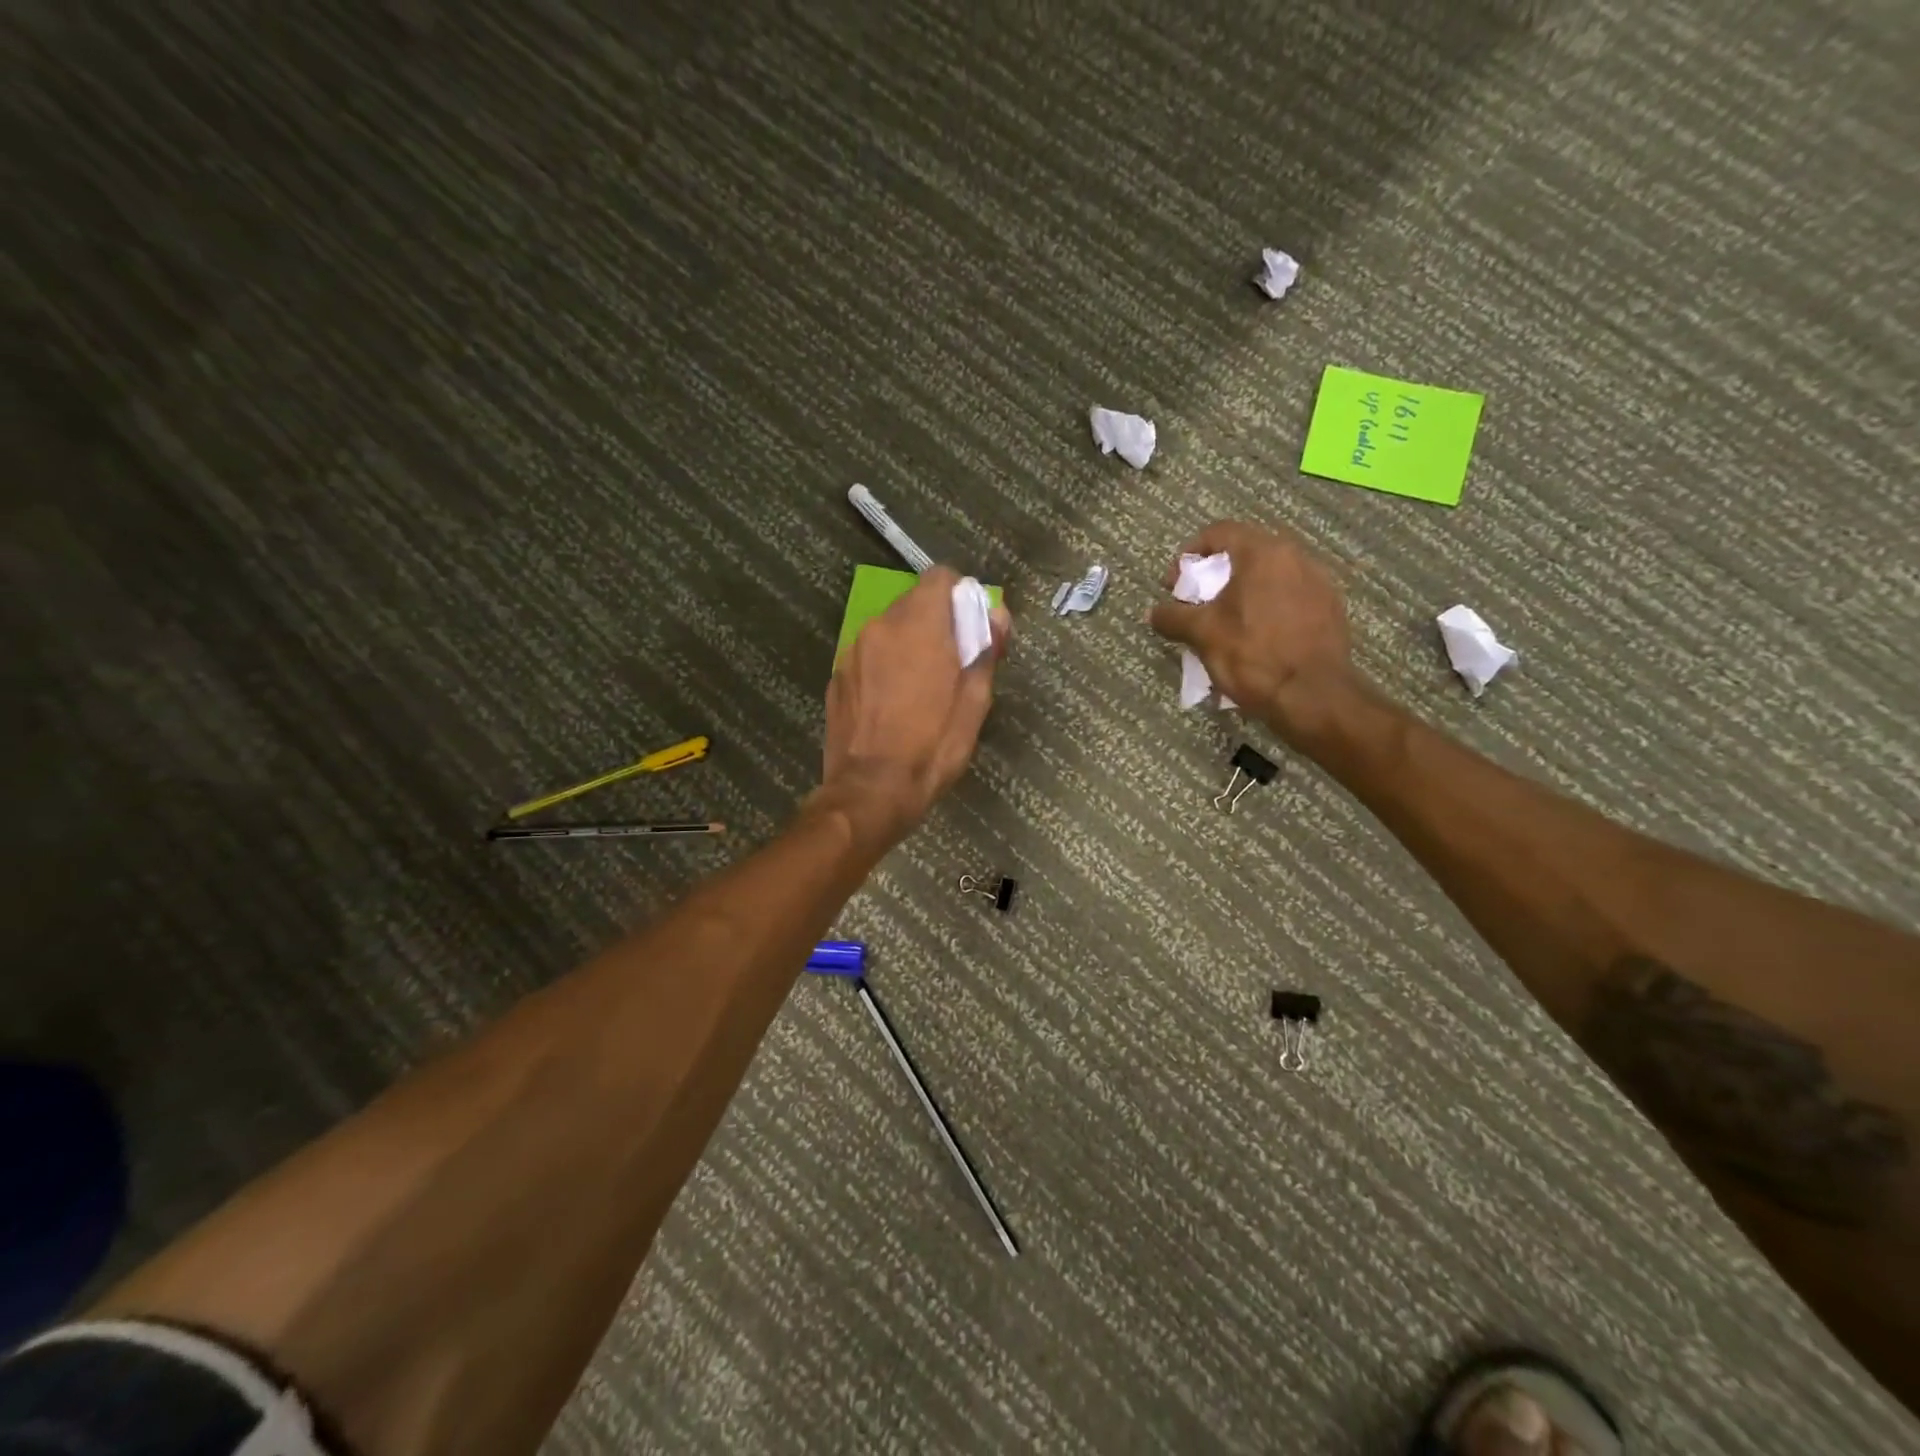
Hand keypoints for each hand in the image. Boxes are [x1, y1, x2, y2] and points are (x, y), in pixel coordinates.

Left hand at [820, 567, 1009, 847]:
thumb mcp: (974, 703)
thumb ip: (987, 650)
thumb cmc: (932, 747)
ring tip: (921, 690)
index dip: (960, 596)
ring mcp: (853, 651)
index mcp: (919, 625)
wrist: (871, 790)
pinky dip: (884, 668)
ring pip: (889, 631)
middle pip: (914, 604)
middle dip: (936, 624)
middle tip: (952, 665)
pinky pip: (868, 657)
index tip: (970, 627)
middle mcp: (880, 627)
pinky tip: (892, 706)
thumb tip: (997, 614)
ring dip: (908, 646)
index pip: (941, 578)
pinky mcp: (837, 677)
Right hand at [1148, 521, 1357, 743]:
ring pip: (1269, 577)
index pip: (1220, 532)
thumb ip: (1174, 617)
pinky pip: (1289, 598)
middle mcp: (1296, 557)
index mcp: (1264, 553)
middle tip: (1196, 602)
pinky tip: (1256, 637)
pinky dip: (1267, 608)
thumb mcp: (1203, 634)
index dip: (1190, 553)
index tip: (1176, 582)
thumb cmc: (1253, 655)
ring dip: (1242, 593)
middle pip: (1246, 553)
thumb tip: (1153, 613)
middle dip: (1215, 576)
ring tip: (1225, 623)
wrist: (1313, 696)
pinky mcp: (1330, 610)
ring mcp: (1319, 583)